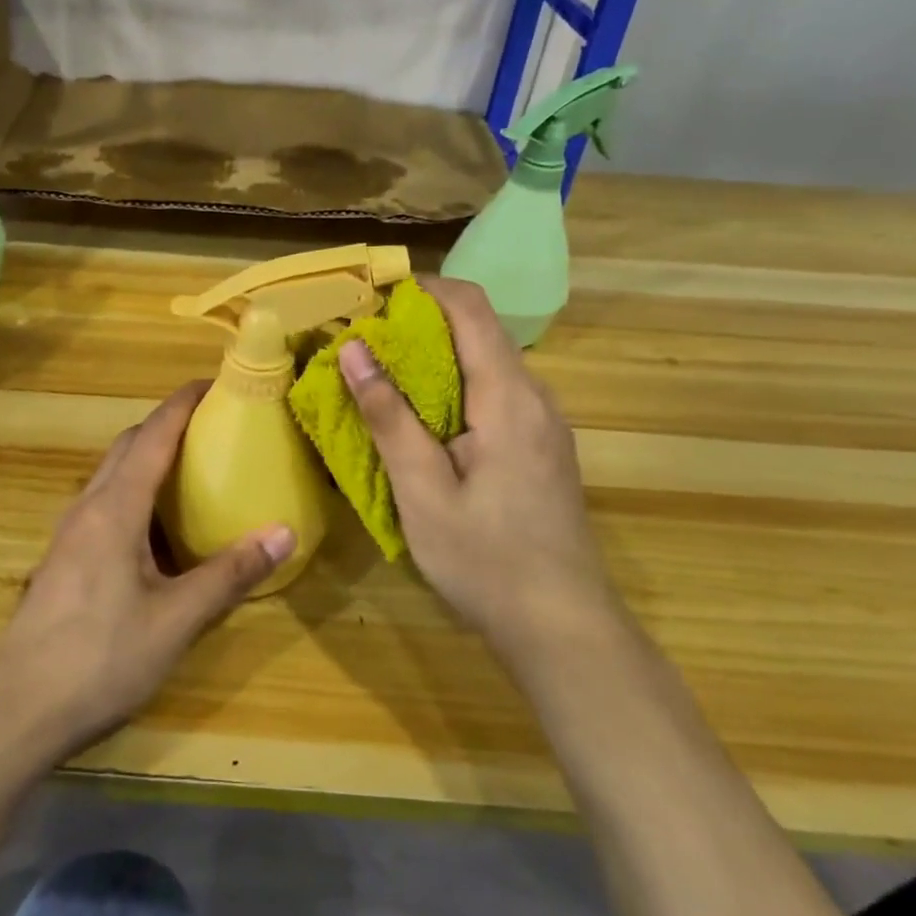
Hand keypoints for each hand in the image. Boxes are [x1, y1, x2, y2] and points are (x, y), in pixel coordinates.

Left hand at [0, 382, 295, 762]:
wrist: (16, 711)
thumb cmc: (100, 658)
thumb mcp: (176, 619)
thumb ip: (229, 574)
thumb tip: (284, 532)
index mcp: (115, 508)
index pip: (152, 436)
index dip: (182, 404)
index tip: (213, 383)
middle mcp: (87, 508)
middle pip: (128, 447)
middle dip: (166, 426)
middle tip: (212, 426)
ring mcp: (69, 534)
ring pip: (111, 476)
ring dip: (147, 459)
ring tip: (192, 469)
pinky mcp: (64, 560)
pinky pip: (104, 505)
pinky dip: (134, 494)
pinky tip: (157, 530)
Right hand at [340, 275, 607, 651]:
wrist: (562, 627)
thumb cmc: (485, 560)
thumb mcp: (422, 491)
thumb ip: (388, 416)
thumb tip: (353, 349)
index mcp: (509, 397)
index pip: (470, 307)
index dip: (422, 288)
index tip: (371, 297)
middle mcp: (535, 397)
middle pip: (477, 331)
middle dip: (418, 326)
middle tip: (361, 345)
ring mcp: (544, 423)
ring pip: (485, 364)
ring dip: (433, 360)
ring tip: (380, 380)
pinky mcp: (541, 447)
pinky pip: (494, 395)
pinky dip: (452, 390)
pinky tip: (421, 423)